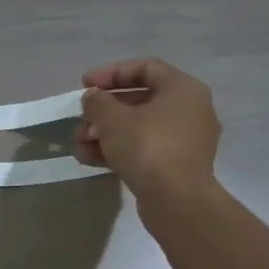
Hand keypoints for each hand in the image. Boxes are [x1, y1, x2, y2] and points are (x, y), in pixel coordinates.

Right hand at [74, 57, 221, 202]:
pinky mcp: (176, 165)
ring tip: (79, 145)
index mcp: (182, 89)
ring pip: (139, 127)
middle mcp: (190, 110)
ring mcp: (185, 140)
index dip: (110, 73)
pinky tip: (89, 159)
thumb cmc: (147, 147)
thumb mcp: (113, 119)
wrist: (176, 200)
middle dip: (103, 111)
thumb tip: (93, 98)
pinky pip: (144, 148)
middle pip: (139, 100)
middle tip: (80, 120)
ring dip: (105, 133)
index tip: (84, 85)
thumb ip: (98, 102)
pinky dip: (118, 150)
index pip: (145, 68)